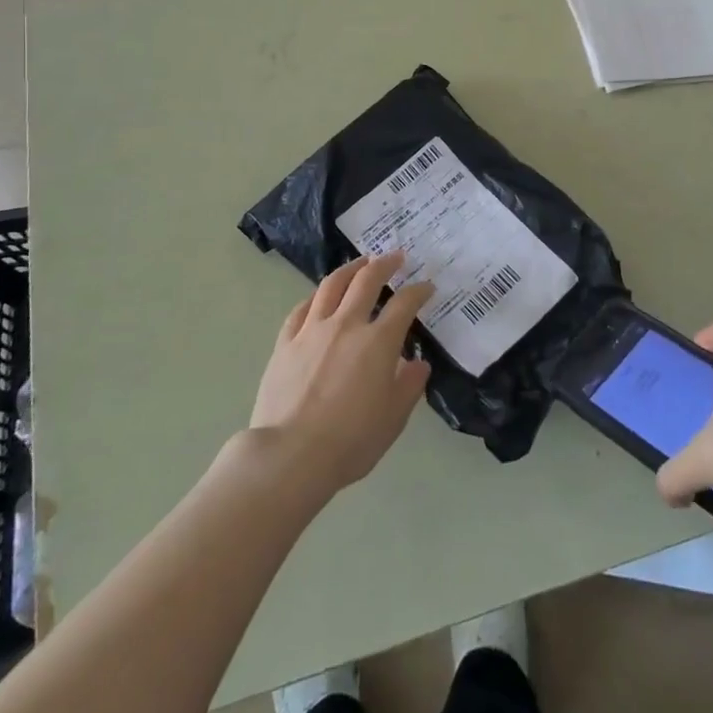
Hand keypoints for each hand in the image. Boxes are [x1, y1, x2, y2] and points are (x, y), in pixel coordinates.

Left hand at [249, 252, 433, 493]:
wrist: (290, 455)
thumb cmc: (350, 441)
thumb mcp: (393, 419)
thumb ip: (409, 386)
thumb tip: (418, 364)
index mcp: (378, 342)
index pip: (404, 304)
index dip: (419, 291)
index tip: (427, 287)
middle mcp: (346, 325)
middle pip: (367, 280)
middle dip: (385, 264)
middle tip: (395, 256)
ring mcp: (312, 330)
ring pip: (332, 285)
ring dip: (350, 269)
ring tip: (360, 263)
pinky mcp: (285, 342)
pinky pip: (302, 308)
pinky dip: (316, 297)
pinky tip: (319, 297)